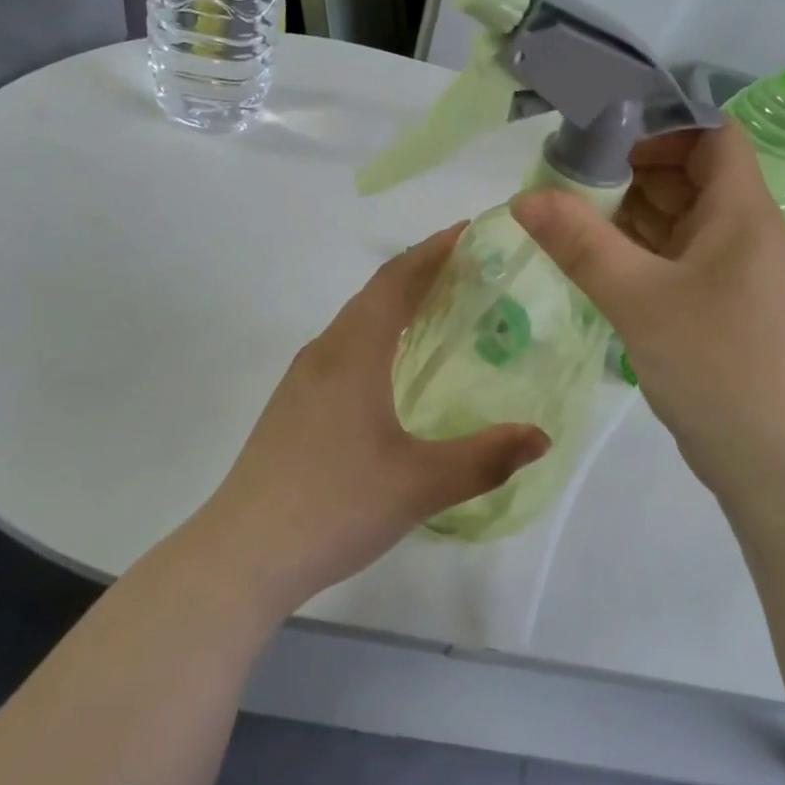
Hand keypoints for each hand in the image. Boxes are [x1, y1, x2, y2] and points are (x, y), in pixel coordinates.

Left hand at [194, 227, 550, 617]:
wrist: (243, 554)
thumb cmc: (335, 506)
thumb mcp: (421, 484)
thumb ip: (486, 458)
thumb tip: (542, 437)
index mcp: (353, 354)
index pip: (396, 282)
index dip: (433, 251)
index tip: (469, 231)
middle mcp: (324, 354)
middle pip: (374, 294)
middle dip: (419, 271)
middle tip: (468, 267)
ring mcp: (302, 380)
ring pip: (355, 322)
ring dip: (395, 303)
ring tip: (437, 307)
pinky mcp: (292, 407)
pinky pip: (343, 348)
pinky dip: (376, 334)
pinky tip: (392, 366)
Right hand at [511, 119, 784, 501]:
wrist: (770, 458)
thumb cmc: (716, 366)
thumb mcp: (639, 298)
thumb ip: (581, 244)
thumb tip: (525, 196)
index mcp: (739, 211)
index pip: (710, 133)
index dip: (661, 123)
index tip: (602, 132)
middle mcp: (737, 229)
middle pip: (686, 172)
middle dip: (628, 166)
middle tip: (565, 173)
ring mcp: (724, 268)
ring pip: (673, 216)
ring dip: (626, 209)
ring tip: (566, 210)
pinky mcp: (710, 301)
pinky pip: (668, 255)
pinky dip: (632, 247)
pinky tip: (589, 254)